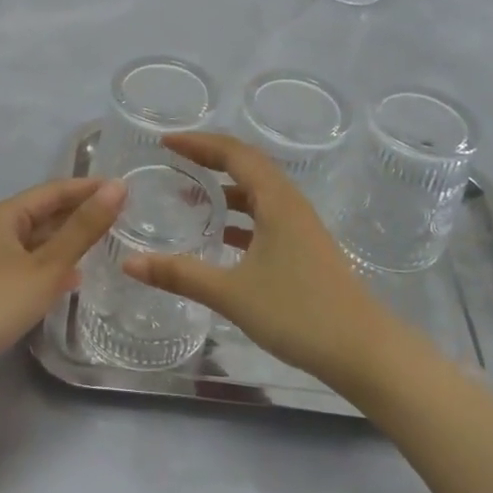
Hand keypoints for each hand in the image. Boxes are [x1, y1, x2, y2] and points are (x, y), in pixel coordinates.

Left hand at [0, 177, 126, 357]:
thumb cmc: (0, 299)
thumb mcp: (48, 265)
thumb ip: (83, 228)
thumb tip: (118, 187)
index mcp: (6, 215)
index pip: (54, 191)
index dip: (88, 188)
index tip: (122, 190)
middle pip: (44, 213)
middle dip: (78, 213)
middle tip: (118, 216)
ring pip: (37, 240)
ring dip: (67, 240)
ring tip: (101, 243)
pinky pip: (29, 263)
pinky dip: (52, 264)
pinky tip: (72, 278)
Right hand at [122, 133, 401, 389]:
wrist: (362, 349)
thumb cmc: (297, 312)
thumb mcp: (231, 293)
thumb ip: (180, 274)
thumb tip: (129, 262)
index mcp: (276, 200)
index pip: (234, 153)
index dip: (198, 143)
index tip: (166, 143)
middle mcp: (290, 203)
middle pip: (247, 165)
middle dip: (210, 158)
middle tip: (174, 160)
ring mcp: (300, 225)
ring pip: (258, 191)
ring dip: (225, 187)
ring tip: (190, 195)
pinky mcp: (304, 247)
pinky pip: (265, 214)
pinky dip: (239, 214)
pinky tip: (220, 235)